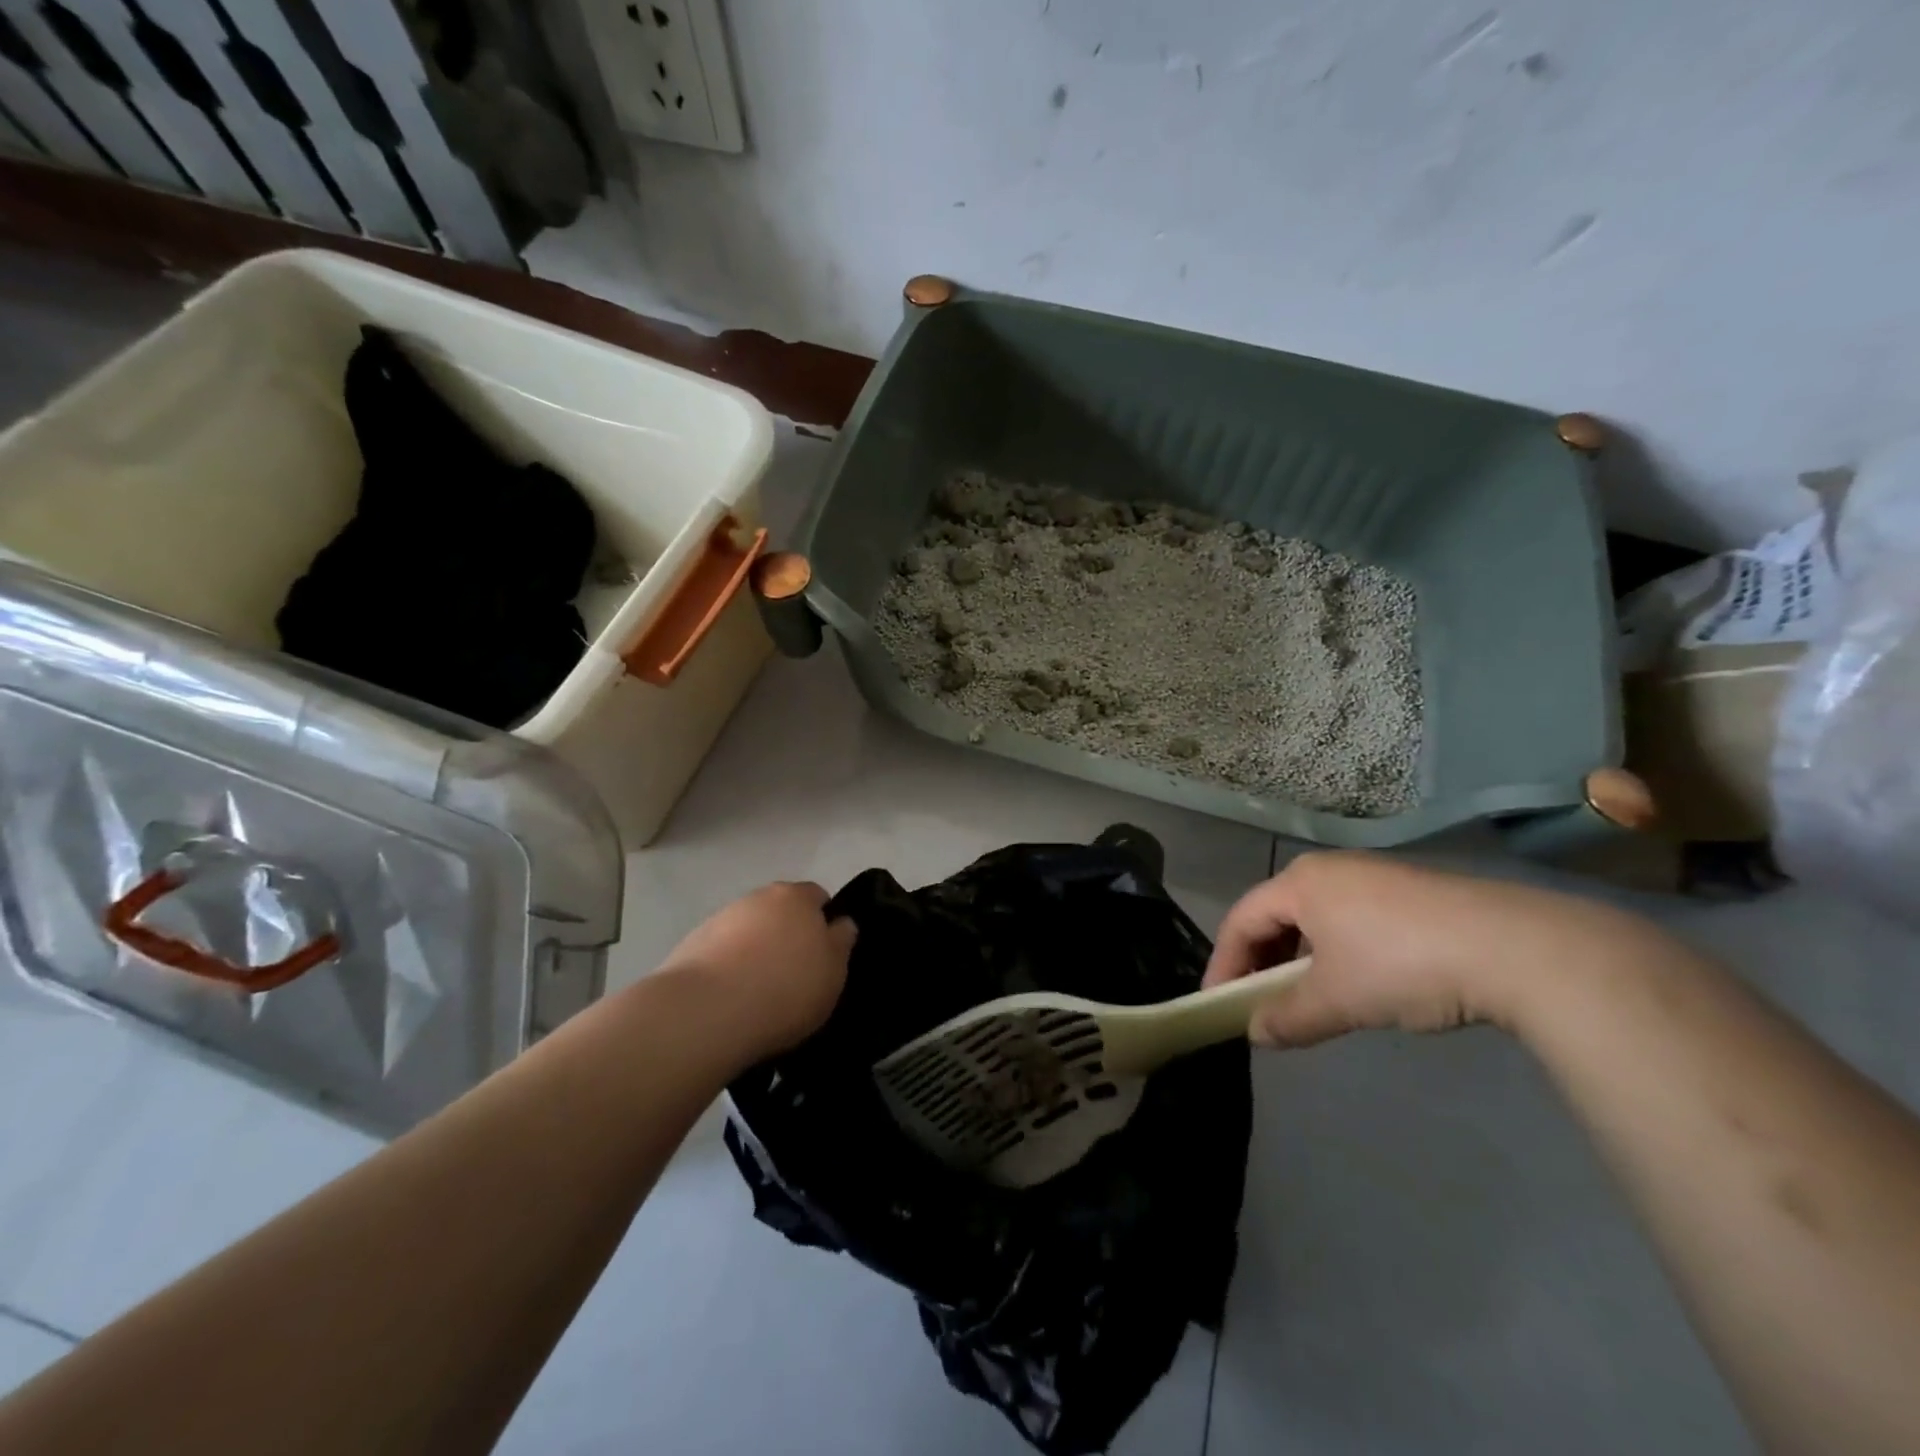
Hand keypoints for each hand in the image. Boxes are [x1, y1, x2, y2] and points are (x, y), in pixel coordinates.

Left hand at [660, 882, 856, 1059]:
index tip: (823, 954)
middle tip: (794, 974)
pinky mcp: (690, 945)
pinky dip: (728, 968)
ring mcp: (720, 919)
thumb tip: (840, 923)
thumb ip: (841, 942)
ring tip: (759, 993)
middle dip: (787, 934)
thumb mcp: (834, 971)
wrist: (706, 1012)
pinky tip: (731, 1000)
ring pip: (749, 931)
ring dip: (755, 951)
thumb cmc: (785, 988)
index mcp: (796, 897)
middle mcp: (757, 898)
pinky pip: (721, 953)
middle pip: (780, 911)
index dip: (823, 922)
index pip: (817, 896)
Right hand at [1204, 852, 1657, 1047]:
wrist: (1514, 948)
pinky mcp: (1409, 893)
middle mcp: (1330, 870)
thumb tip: (1256, 1033)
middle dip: (1261, 961)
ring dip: (1299, 958)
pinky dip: (1336, 951)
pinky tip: (1357, 982)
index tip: (1217, 1002)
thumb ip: (1289, 1017)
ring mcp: (1373, 877)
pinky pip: (1350, 919)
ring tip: (1306, 997)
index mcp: (1300, 883)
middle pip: (1276, 914)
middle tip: (1257, 1002)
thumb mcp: (1338, 999)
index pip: (1241, 919)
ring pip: (1315, 918)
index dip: (1224, 963)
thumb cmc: (1402, 964)